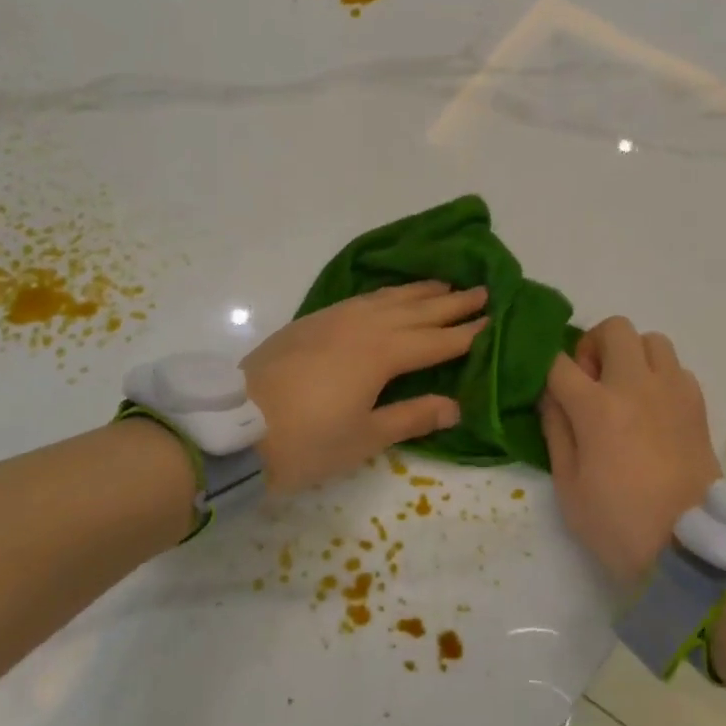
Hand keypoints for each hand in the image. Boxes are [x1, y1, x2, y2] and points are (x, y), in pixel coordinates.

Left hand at [242, 282, 487, 493]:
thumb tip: (455, 405)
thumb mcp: (365, 437)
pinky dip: (384, 294)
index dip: (465, 333)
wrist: (234, 429)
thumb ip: (412, 416)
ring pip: (386, 298)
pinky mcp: (310, 322)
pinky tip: (388, 297)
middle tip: (482, 290)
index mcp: (381, 353)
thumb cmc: (306, 441)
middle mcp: (362, 326)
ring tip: (443, 283)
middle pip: (416, 310)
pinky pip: (360, 299)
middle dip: (450, 302)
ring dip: (418, 291)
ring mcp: (333, 319)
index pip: (435, 340)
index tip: (492, 320)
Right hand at [538, 316, 720, 582]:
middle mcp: (636, 386)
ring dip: (631, 355)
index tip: (545, 387)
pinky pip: (676, 368)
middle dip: (593, 345)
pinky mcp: (697, 406)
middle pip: (614, 329)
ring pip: (652, 340)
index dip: (545, 368)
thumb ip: (556, 430)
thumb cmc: (618, 522)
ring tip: (624, 390)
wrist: (689, 549)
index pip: (559, 363)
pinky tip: (652, 409)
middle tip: (590, 381)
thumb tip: (551, 396)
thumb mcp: (568, 485)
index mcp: (597, 407)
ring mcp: (672, 392)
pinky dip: (660, 376)